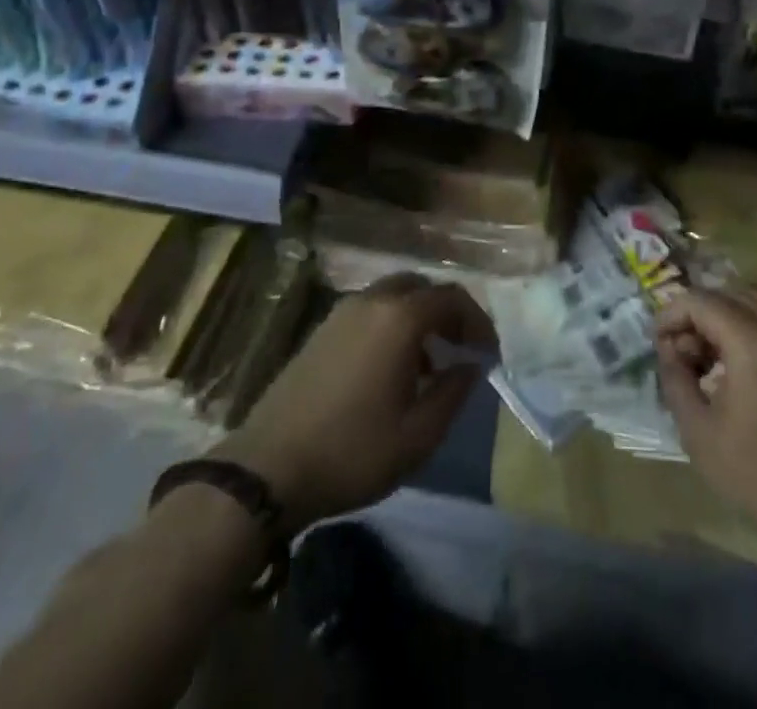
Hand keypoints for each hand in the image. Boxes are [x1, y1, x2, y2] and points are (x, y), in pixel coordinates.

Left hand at [214, 274, 496, 530]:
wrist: (267, 469)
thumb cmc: (352, 452)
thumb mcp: (418, 435)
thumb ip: (454, 392)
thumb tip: (471, 366)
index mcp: (400, 318)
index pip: (452, 298)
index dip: (478, 321)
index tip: (489, 352)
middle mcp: (372, 301)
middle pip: (422, 287)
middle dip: (448, 312)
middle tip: (461, 348)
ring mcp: (342, 312)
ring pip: (394, 296)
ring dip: (419, 318)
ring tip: (429, 364)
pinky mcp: (321, 330)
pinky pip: (370, 311)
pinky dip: (392, 325)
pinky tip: (391, 369)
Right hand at [656, 288, 756, 552]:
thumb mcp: (700, 433)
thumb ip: (675, 381)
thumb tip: (669, 351)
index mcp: (751, 338)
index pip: (698, 300)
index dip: (669, 315)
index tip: (655, 345)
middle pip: (724, 294)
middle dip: (694, 316)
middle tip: (677, 353)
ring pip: (749, 305)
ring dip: (719, 322)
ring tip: (702, 362)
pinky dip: (743, 332)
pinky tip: (733, 372)